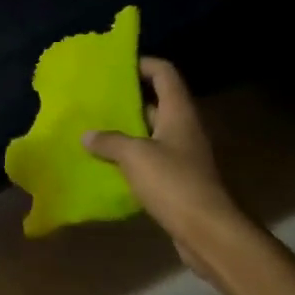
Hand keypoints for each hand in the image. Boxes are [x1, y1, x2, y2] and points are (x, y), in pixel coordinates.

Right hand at [83, 58, 239, 274]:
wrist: (207, 231)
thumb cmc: (173, 183)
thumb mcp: (135, 156)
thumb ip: (109, 141)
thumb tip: (87, 135)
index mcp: (179, 112)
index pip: (164, 73)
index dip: (143, 63)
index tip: (115, 65)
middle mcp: (183, 128)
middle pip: (157, 102)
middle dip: (127, 98)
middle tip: (96, 97)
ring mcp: (183, 155)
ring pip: (151, 132)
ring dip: (126, 129)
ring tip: (93, 128)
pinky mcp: (178, 179)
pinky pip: (150, 158)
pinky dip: (130, 157)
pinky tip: (106, 162)